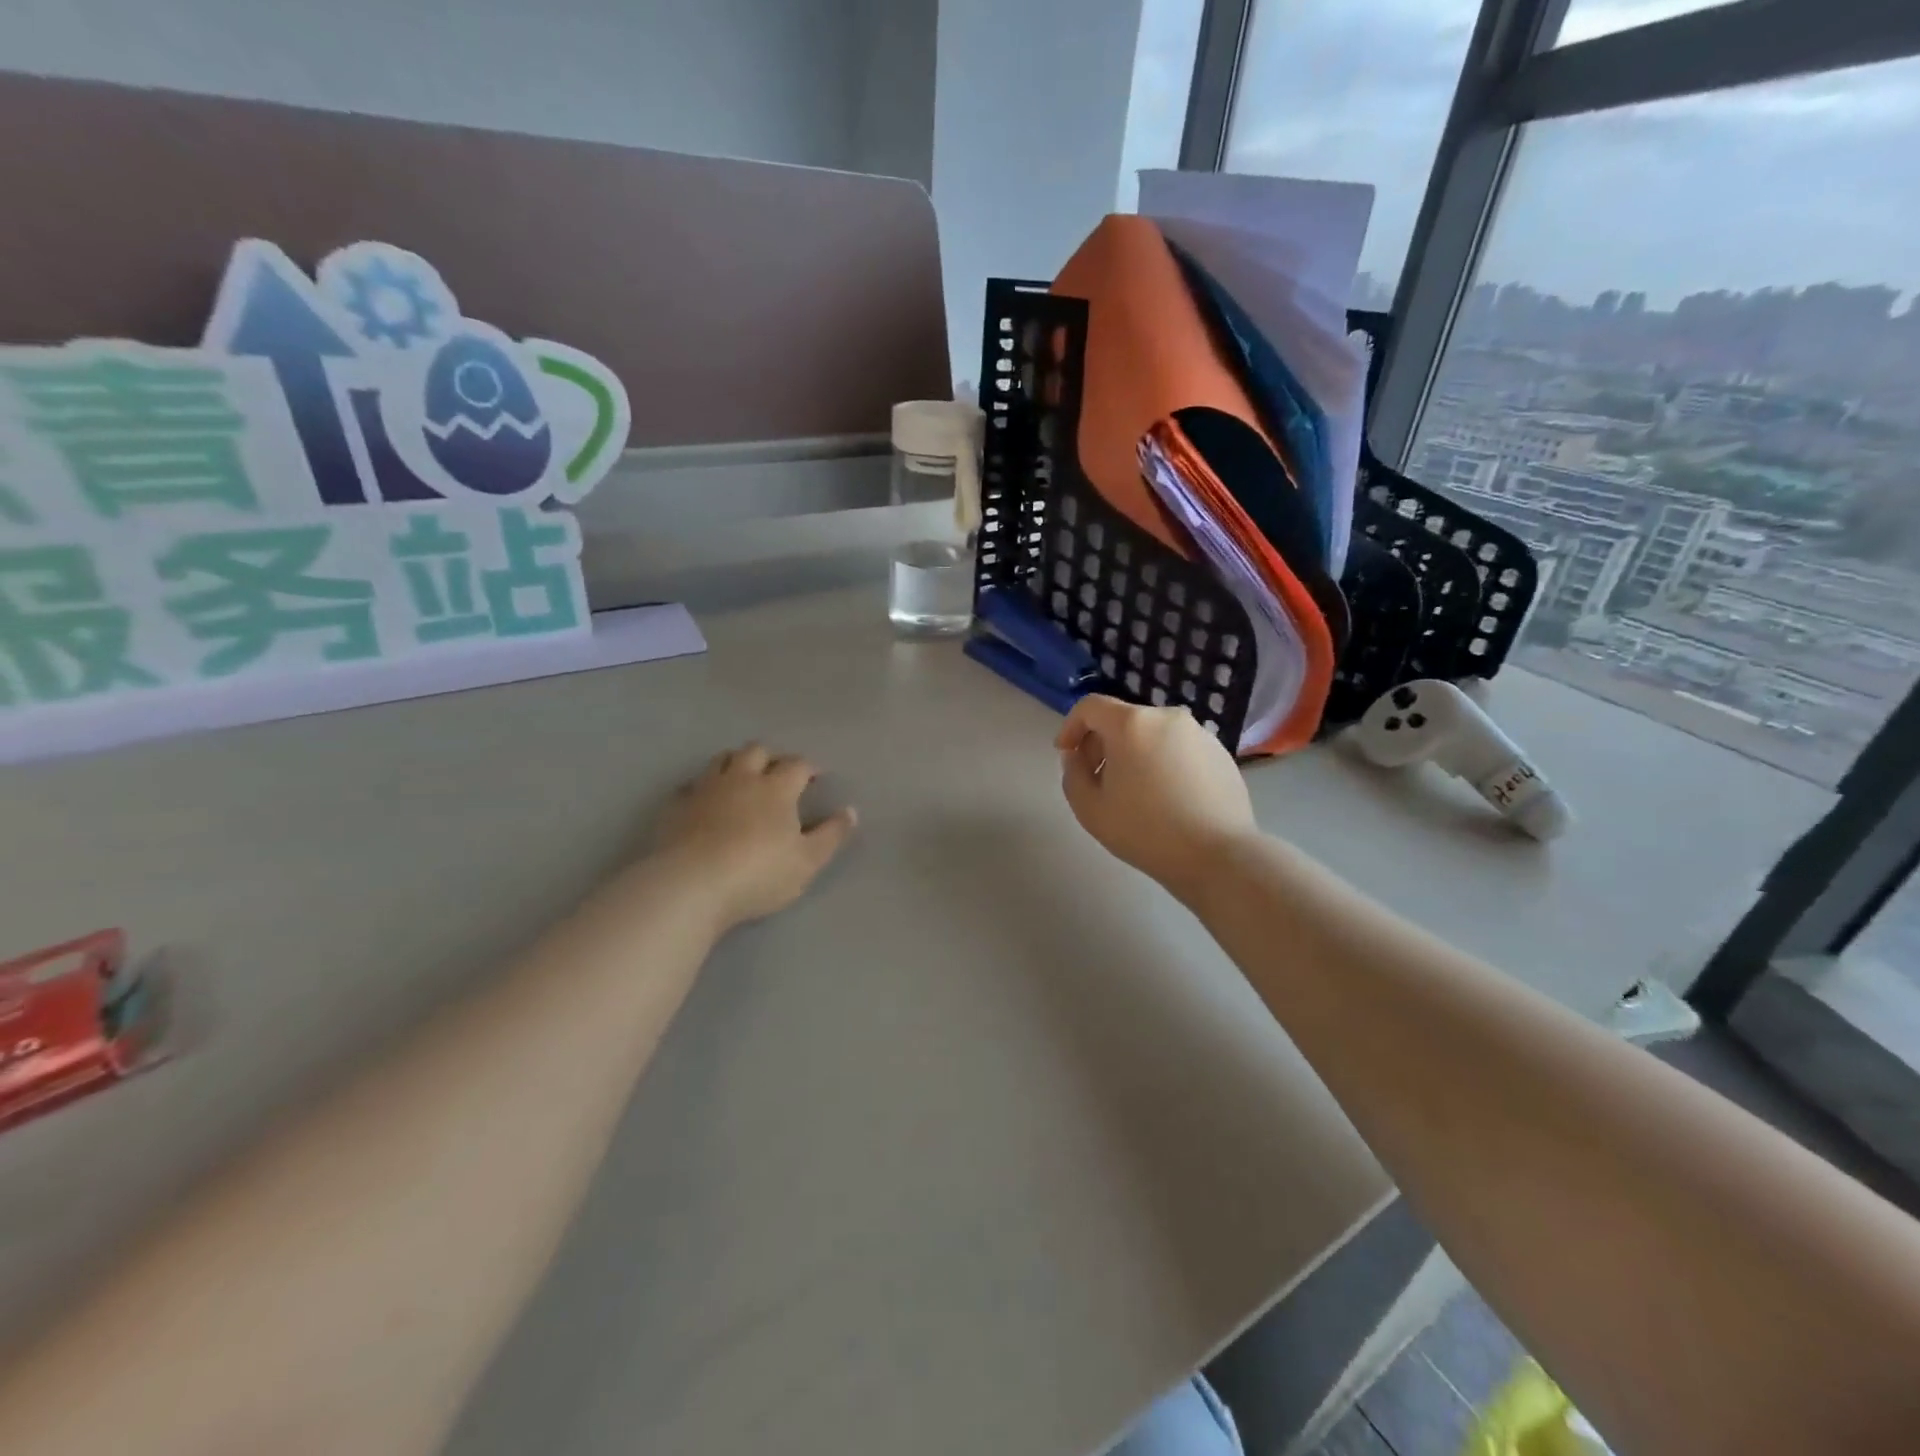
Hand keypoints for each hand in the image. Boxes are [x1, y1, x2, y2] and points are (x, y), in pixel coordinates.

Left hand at [652, 744, 857, 928]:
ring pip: (721, 759)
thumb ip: (831, 834)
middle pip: (756, 751)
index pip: (797, 764)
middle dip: (770, 757)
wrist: (691, 885)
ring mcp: (705, 789)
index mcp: (776, 788)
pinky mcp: (676, 806)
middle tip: (778, 773)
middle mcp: (741, 778)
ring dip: (736, 762)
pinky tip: (704, 800)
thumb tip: (850, 811)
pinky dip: (702, 787)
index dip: (809, 767)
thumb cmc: (758, 873)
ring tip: (743, 777)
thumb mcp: (808, 861)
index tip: (815, 776)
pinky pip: (690, 785)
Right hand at [1056, 696, 1256, 898]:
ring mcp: (1199, 733)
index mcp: (1132, 723)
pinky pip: (1178, 749)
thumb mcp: (1089, 808)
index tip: (1066, 754)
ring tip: (1133, 793)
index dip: (1071, 726)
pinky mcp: (1220, 753)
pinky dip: (1163, 763)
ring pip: (1152, 735)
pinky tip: (1166, 799)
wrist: (1218, 855)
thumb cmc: (1145, 831)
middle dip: (1102, 744)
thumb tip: (1078, 757)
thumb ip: (1072, 773)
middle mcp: (1167, 717)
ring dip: (1134, 754)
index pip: (1090, 706)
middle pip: (1123, 720)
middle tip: (1097, 780)